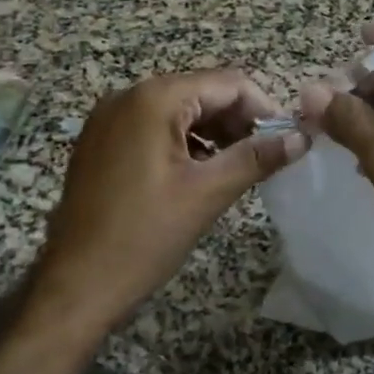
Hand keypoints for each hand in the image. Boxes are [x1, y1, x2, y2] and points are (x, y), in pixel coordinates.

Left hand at [27, 70, 308, 338]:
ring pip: (180, 109)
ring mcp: (109, 118)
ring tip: (238, 167)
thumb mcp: (207, 194)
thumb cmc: (142, 238)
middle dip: (238, 120)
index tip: (286, 140)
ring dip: (214, 131)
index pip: (227, 83)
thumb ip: (256, 157)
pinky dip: (184, 141)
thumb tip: (300, 138)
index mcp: (154, 98)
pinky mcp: (101, 141)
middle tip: (265, 156)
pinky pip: (154, 126)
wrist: (72, 289)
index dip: (263, 107)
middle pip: (203, 92)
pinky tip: (200, 172)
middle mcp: (128, 95)